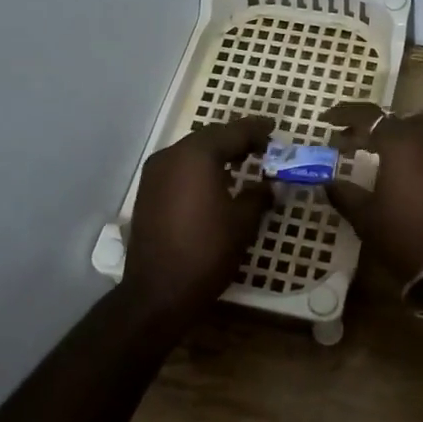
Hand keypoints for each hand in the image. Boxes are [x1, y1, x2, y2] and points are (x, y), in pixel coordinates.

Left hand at [126, 116, 274, 314]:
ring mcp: (154, 174)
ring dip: (217, 153)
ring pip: (192, 152)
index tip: (274, 129)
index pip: (232, 132)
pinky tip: (216, 180)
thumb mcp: (243, 222)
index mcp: (196, 155)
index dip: (256, 130)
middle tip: (262, 146)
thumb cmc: (207, 251)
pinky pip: (179, 168)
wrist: (158, 292)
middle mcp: (171, 156)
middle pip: (209, 138)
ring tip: (243, 161)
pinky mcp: (148, 192)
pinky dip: (200, 168)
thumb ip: (259, 196)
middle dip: (236, 139)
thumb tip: (269, 186)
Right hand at [321, 102, 422, 278]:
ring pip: (420, 129)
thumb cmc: (404, 237)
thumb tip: (327, 181)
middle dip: (371, 126)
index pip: (368, 115)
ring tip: (378, 156)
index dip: (344, 114)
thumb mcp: (365, 217)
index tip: (326, 121)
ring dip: (397, 136)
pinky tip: (406, 173)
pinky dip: (417, 149)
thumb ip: (344, 193)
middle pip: (396, 119)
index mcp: (401, 143)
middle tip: (349, 142)